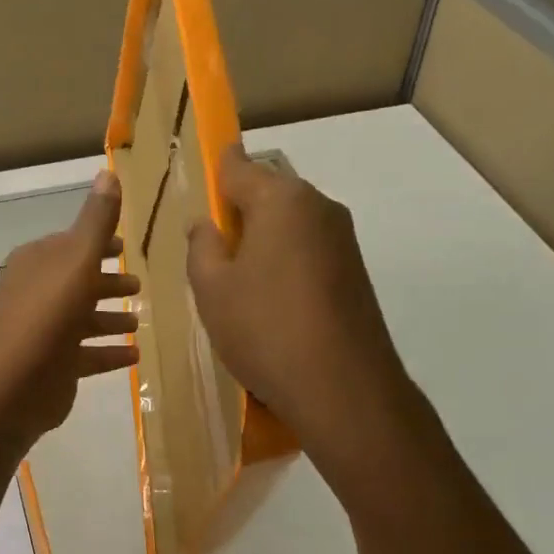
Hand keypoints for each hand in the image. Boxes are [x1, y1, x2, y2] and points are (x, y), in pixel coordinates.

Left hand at [0, 169, 141, 444]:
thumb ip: (96, 220)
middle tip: (140, 286)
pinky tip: (134, 354)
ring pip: (82, 318)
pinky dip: (108, 352)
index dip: (99, 243)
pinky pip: (86, 354)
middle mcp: (35, 292)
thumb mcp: (77, 259)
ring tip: (140, 321)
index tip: (125, 246)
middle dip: (107, 282)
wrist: (15, 384)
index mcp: (36, 262)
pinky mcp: (52, 366)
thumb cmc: (48, 313)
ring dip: (110, 318)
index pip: (70, 244)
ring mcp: (42, 331)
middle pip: (77, 281)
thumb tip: (107, 171)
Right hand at [187, 145, 415, 448]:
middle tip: (211, 251)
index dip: (215, 168)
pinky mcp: (355, 271)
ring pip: (289, 223)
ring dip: (262, 240)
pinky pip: (308, 249)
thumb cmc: (264, 328)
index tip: (198, 182)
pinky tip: (271, 303)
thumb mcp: (211, 288)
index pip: (238, 165)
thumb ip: (202, 246)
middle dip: (238, 212)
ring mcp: (343, 239)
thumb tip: (207, 225)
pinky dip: (285, 262)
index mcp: (279, 199)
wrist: (344, 389)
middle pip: (267, 192)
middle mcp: (317, 206)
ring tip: (238, 284)